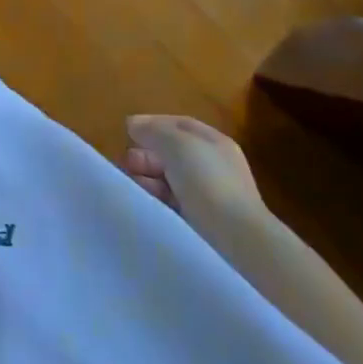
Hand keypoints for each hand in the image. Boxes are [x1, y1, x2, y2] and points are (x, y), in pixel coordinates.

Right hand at [123, 114, 262, 228]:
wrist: (236, 239)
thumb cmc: (208, 182)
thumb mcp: (177, 145)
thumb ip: (153, 131)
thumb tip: (133, 124)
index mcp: (214, 143)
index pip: (179, 125)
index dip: (152, 124)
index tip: (127, 131)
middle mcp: (213, 166)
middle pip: (171, 153)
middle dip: (146, 154)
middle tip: (126, 163)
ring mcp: (209, 195)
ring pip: (169, 178)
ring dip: (147, 177)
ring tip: (130, 183)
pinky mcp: (201, 221)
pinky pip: (171, 202)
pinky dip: (156, 198)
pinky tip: (144, 201)